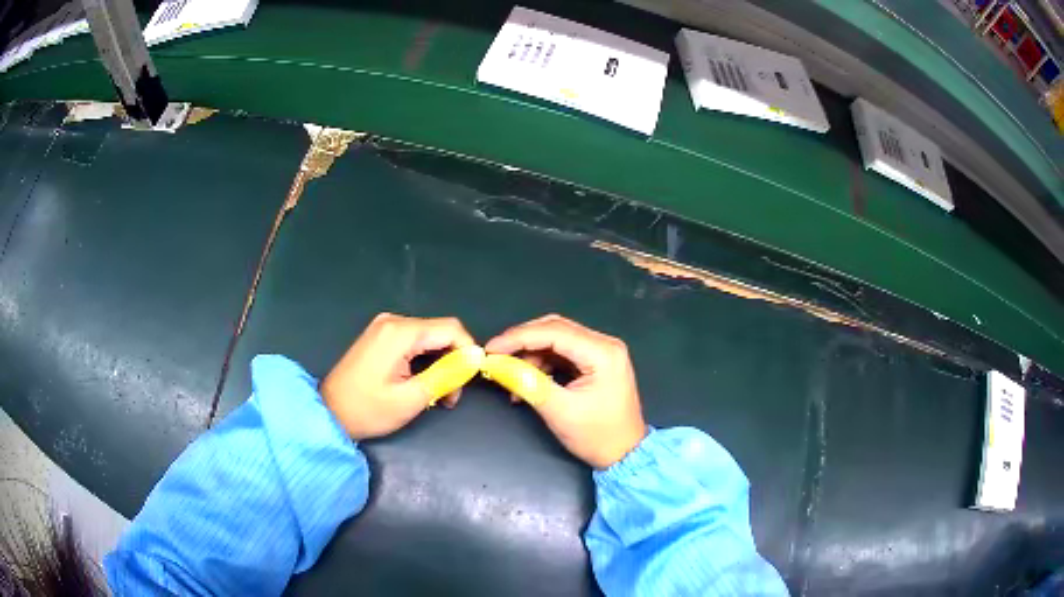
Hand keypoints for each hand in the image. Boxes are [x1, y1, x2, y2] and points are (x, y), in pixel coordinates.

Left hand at [321, 313, 475, 439]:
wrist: (329, 412)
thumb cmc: (368, 409)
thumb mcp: (411, 398)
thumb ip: (446, 374)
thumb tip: (475, 358)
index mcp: (400, 332)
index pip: (451, 329)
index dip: (468, 351)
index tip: (471, 379)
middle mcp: (393, 321)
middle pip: (440, 332)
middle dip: (453, 361)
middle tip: (451, 396)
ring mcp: (384, 326)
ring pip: (429, 337)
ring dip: (439, 363)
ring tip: (437, 394)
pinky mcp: (380, 335)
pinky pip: (414, 340)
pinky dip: (424, 359)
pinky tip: (421, 382)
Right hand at [485, 315, 646, 468]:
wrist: (625, 454)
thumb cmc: (597, 436)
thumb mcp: (560, 411)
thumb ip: (529, 383)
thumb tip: (498, 366)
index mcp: (603, 352)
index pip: (554, 332)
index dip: (518, 337)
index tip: (491, 349)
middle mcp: (605, 344)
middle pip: (555, 329)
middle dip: (522, 342)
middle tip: (496, 357)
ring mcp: (602, 352)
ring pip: (556, 340)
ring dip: (531, 355)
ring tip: (512, 378)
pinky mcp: (596, 362)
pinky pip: (563, 353)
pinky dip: (542, 363)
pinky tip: (528, 381)